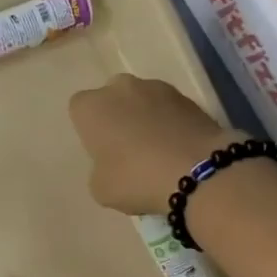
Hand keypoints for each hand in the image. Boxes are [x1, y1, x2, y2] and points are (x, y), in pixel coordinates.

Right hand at [68, 75, 236, 215]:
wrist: (196, 171)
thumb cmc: (136, 179)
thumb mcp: (101, 189)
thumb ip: (99, 169)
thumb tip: (112, 164)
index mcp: (92, 107)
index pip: (79, 108)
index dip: (89, 129)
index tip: (100, 150)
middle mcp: (121, 87)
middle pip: (112, 97)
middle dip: (117, 116)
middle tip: (126, 149)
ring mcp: (158, 88)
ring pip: (142, 100)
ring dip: (145, 118)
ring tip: (156, 151)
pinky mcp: (188, 97)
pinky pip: (169, 110)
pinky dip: (170, 123)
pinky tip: (176, 149)